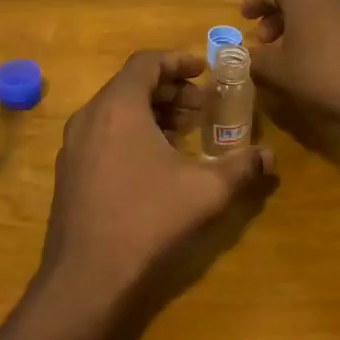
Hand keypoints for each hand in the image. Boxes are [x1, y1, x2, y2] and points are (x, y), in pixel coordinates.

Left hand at [38, 50, 277, 317]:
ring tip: (183, 132)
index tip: (204, 70)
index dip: (178, 60)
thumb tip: (270, 156)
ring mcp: (74, 146)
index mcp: (118, 106)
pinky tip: (155, 162)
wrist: (86, 279)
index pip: (146, 61)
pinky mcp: (69, 172)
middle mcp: (90, 117)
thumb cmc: (147, 220)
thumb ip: (241, 166)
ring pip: (115, 110)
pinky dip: (131, 132)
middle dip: (169, 89)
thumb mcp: (205, 191)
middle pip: (131, 84)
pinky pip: (103, 134)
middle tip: (201, 106)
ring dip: (151, 112)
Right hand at [240, 0, 339, 130]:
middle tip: (267, 40)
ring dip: (304, 22)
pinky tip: (325, 55)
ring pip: (323, 3)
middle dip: (279, 15)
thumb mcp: (279, 71)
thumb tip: (248, 57)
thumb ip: (257, 60)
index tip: (245, 19)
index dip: (255, 3)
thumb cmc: (324, 74)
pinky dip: (328, 28)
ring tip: (295, 50)